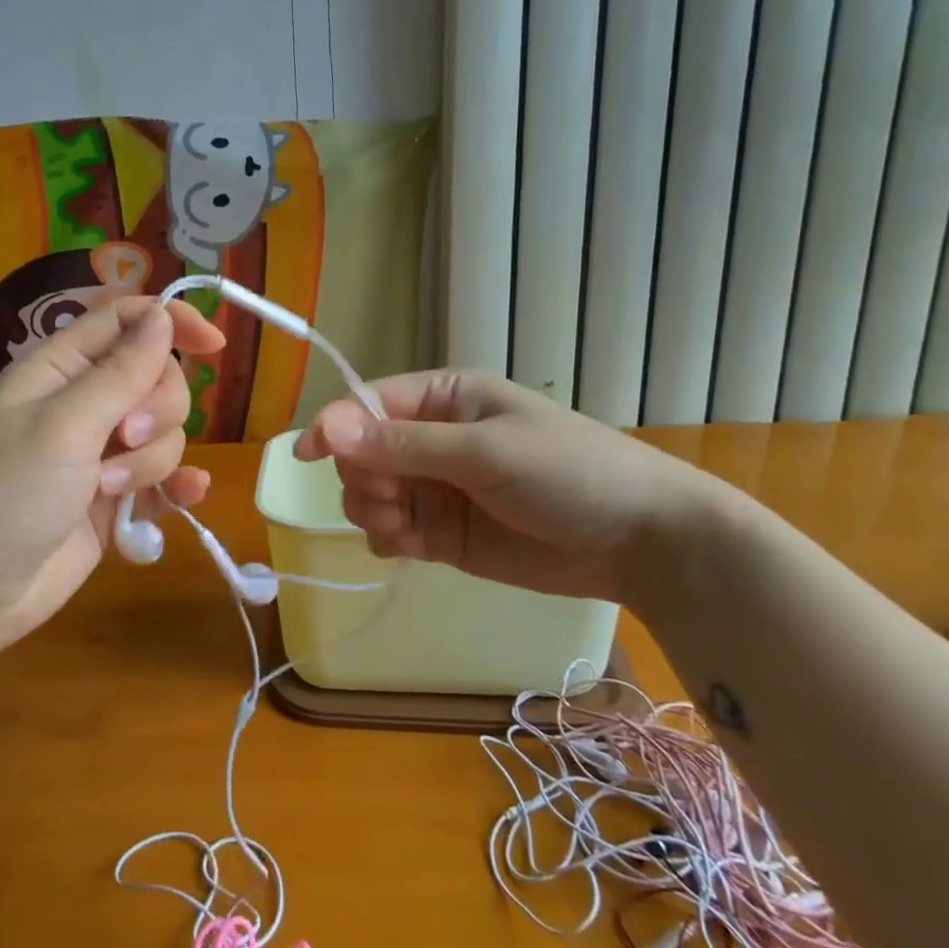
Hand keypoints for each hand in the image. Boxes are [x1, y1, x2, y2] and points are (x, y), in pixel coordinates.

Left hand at [0, 296, 224, 651]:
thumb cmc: (2, 495)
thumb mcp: (61, 427)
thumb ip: (119, 373)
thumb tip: (163, 315)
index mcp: (61, 369)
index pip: (126, 321)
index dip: (171, 322)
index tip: (214, 344)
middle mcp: (85, 404)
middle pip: (157, 378)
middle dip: (157, 409)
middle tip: (123, 440)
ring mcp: (102, 454)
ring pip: (166, 432)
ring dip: (150, 461)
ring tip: (108, 490)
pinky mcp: (115, 500)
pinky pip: (164, 480)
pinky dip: (177, 486)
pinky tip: (186, 497)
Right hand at [294, 370, 719, 606]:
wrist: (640, 542)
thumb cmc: (568, 473)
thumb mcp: (484, 451)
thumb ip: (404, 445)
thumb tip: (326, 428)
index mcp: (444, 399)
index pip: (368, 405)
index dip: (336, 427)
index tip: (308, 456)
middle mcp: (432, 439)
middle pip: (361, 453)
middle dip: (363, 478)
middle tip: (393, 501)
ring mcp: (437, 488)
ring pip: (370, 494)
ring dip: (372, 511)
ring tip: (406, 530)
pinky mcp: (444, 534)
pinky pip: (391, 531)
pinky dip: (388, 539)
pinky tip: (410, 548)